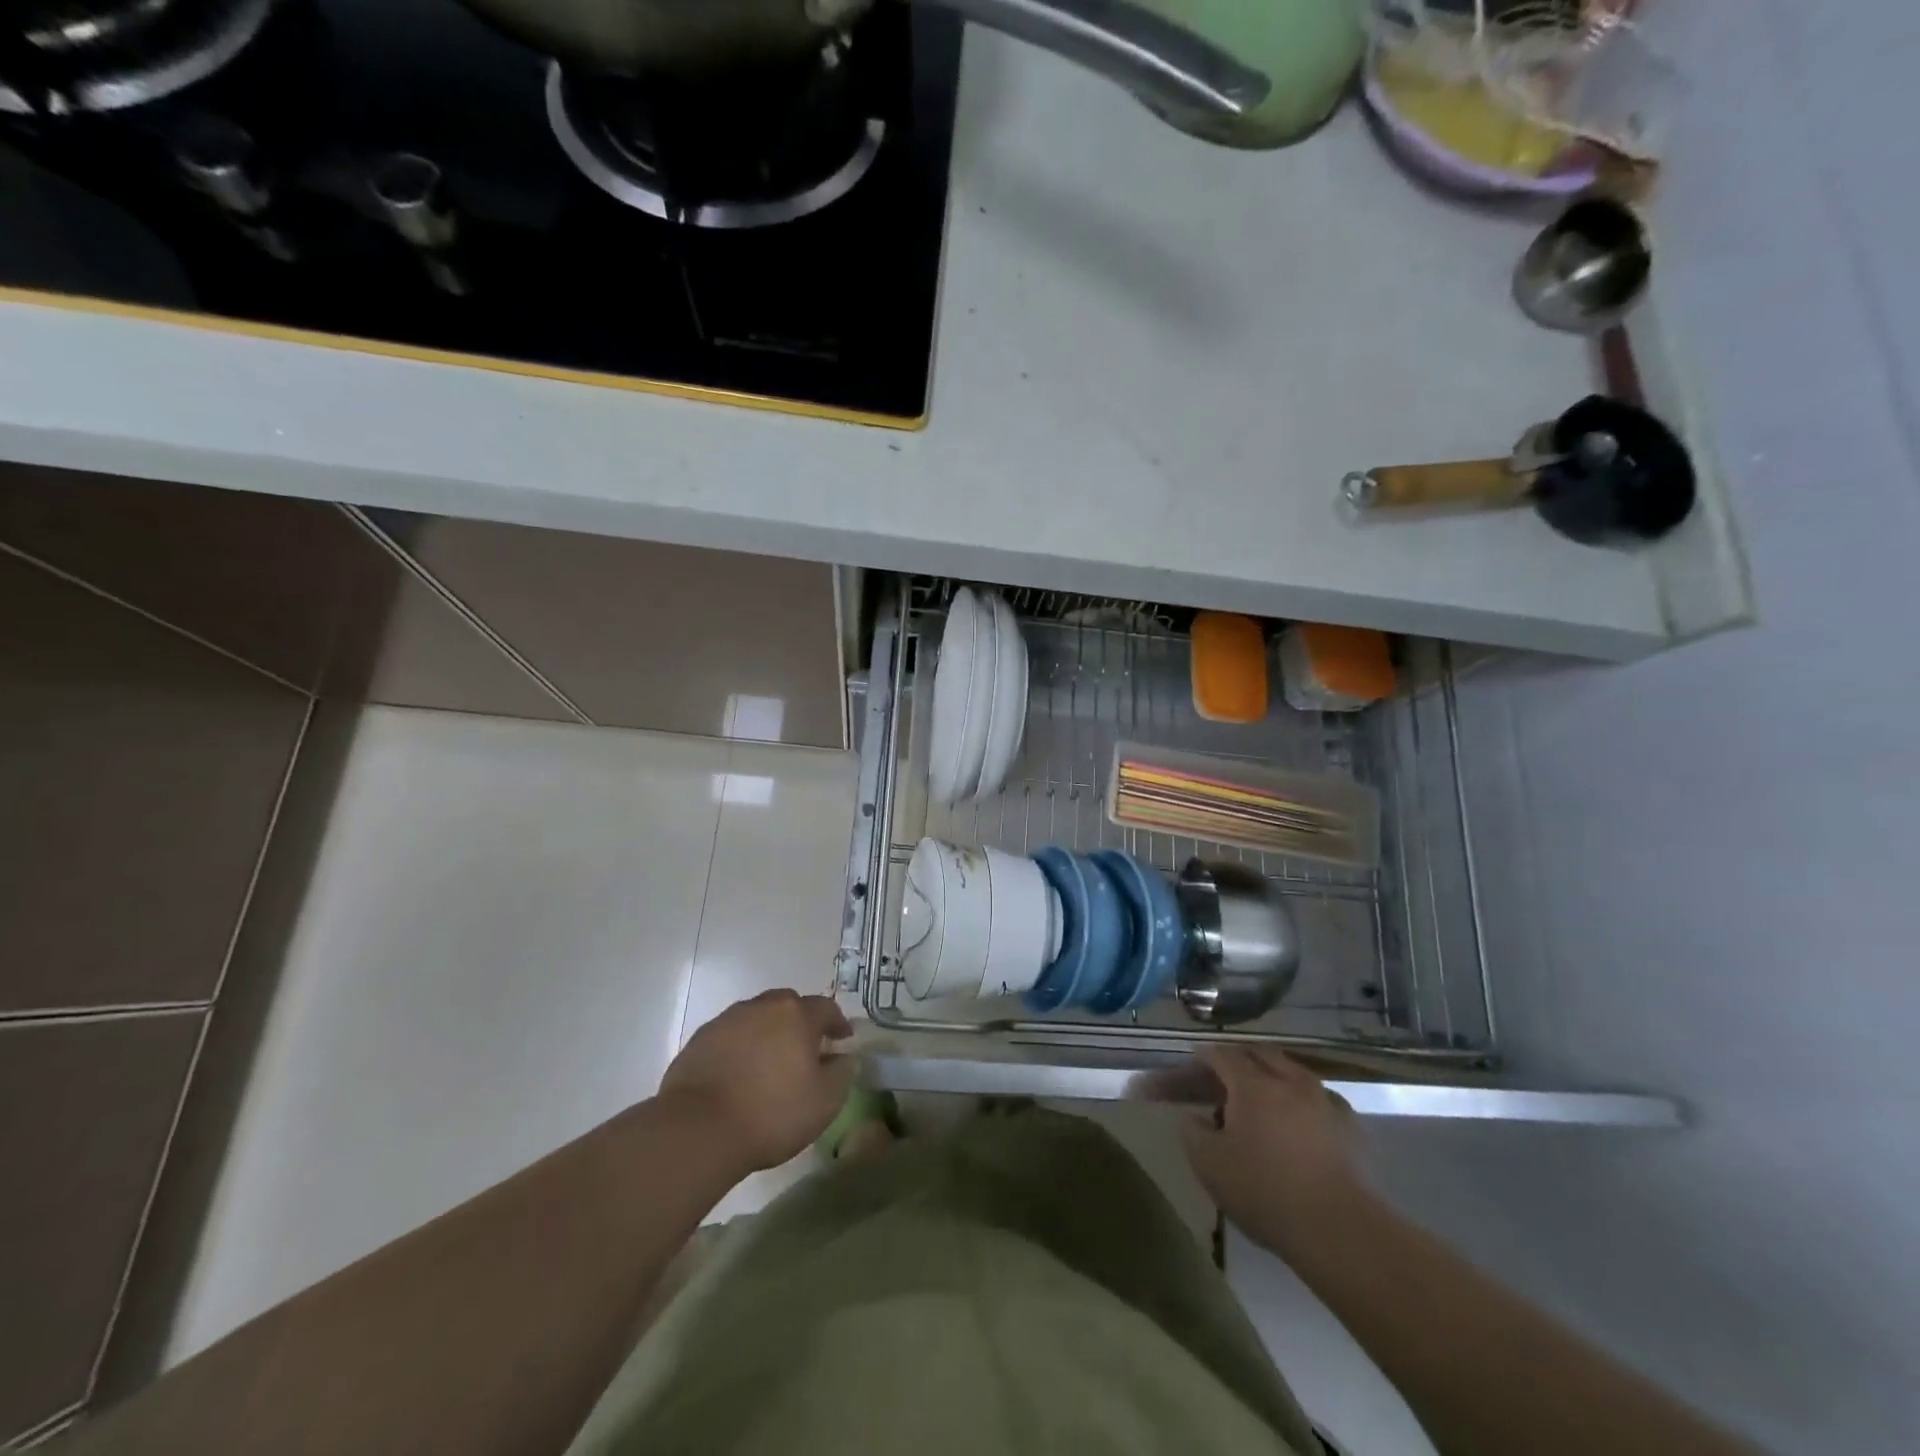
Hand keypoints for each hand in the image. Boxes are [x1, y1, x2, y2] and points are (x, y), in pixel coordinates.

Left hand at [659, 990, 854, 1172]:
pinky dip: (739, 1048)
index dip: (837, 1022)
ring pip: (756, 1018)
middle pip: (788, 1005)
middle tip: (805, 1048)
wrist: (698, 1130)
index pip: (825, 1008)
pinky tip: (739, 1074)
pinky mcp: (699, 1041)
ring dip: (767, 1032)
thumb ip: (842, 1073)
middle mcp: (762, 1007)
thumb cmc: (771, 1113)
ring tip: (769, 1061)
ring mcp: (727, 1021)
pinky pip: (729, 1036)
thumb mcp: (824, 1101)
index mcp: (796, 1015)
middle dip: (800, 1021)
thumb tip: (844, 1057)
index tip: (843, 1039)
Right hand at [1182, 1046, 1368, 1256]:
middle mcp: (1290, 1081)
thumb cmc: (1267, 1192)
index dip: (1203, 1057)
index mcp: (1252, 1085)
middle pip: (1260, 1054)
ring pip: (1293, 1073)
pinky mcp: (1352, 1127)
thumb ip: (1192, 1133)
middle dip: (1239, 1059)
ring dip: (1273, 1077)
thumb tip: (1192, 1117)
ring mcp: (1326, 1101)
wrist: (1343, 1230)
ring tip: (1262, 1097)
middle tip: (1224, 1076)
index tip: (1193, 1062)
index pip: (1222, 1055)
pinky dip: (1303, 1102)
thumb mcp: (1210, 1165)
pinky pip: (1320, 1099)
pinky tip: (1301, 1122)